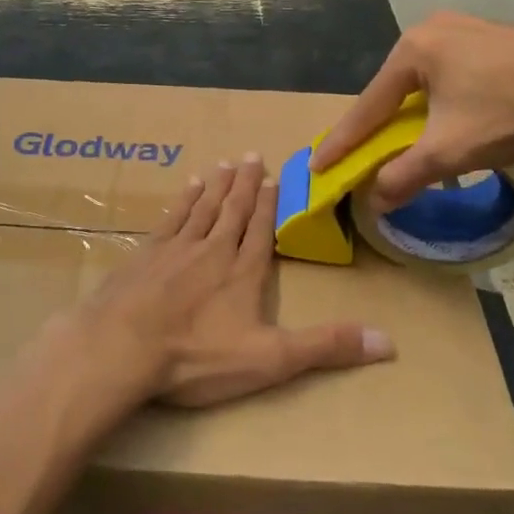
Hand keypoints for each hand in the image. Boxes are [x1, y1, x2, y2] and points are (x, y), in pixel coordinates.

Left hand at [71, 155, 393, 409]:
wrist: (123, 346)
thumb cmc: (197, 356)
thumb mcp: (270, 359)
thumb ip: (326, 347)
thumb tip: (390, 343)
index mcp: (243, 272)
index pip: (261, 230)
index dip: (269, 204)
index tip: (274, 177)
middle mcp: (212, 250)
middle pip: (232, 210)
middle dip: (244, 184)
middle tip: (251, 154)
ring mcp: (175, 249)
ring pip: (202, 208)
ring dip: (216, 186)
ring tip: (224, 164)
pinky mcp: (145, 254)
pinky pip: (171, 218)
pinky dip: (182, 201)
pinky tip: (186, 188)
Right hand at [312, 12, 513, 209]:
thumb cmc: (508, 111)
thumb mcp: (450, 151)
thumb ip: (405, 175)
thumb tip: (374, 201)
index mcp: (413, 50)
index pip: (367, 106)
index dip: (343, 142)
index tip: (318, 166)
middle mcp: (432, 29)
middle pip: (395, 89)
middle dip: (380, 125)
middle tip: (365, 154)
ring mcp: (467, 27)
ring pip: (426, 80)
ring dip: (415, 113)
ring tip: (413, 141)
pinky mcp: (495, 36)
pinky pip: (453, 72)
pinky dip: (444, 100)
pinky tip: (457, 117)